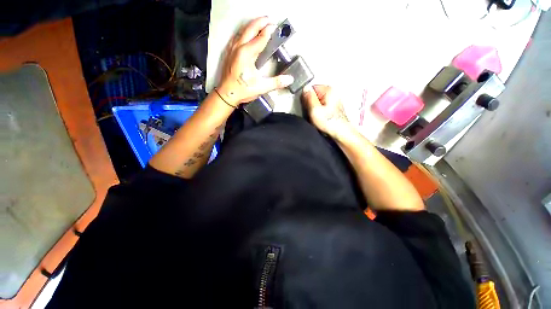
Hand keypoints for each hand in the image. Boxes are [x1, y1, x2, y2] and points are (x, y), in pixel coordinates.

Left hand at [217, 17, 293, 105]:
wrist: (226, 94)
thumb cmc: (242, 90)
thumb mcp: (261, 87)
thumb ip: (276, 82)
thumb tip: (289, 79)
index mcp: (246, 54)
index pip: (260, 38)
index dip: (268, 31)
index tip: (275, 27)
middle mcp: (239, 48)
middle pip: (250, 29)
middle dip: (260, 22)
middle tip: (268, 20)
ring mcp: (232, 50)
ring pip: (242, 31)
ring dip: (251, 26)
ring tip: (259, 24)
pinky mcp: (229, 53)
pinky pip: (236, 37)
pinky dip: (243, 33)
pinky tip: (245, 35)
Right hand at [302, 85, 350, 138]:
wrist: (340, 132)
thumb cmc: (329, 122)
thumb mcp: (314, 109)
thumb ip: (309, 98)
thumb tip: (305, 89)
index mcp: (329, 90)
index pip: (311, 88)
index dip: (306, 97)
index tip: (307, 106)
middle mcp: (333, 92)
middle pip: (315, 94)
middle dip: (311, 103)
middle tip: (312, 112)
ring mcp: (334, 100)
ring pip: (318, 101)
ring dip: (315, 108)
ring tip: (317, 116)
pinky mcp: (333, 107)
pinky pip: (322, 106)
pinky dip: (320, 111)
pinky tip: (321, 118)